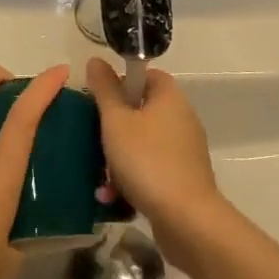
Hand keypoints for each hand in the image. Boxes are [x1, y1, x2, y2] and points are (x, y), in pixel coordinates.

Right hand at [85, 58, 223, 264]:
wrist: (186, 218)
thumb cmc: (147, 160)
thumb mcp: (116, 121)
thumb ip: (104, 90)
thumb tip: (96, 60)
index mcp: (170, 97)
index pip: (146, 74)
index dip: (121, 83)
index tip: (99, 101)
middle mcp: (182, 118)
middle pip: (141, 110)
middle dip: (113, 127)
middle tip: (93, 139)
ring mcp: (184, 149)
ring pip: (142, 142)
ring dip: (118, 158)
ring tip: (100, 178)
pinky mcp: (183, 177)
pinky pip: (151, 167)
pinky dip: (132, 178)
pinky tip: (112, 197)